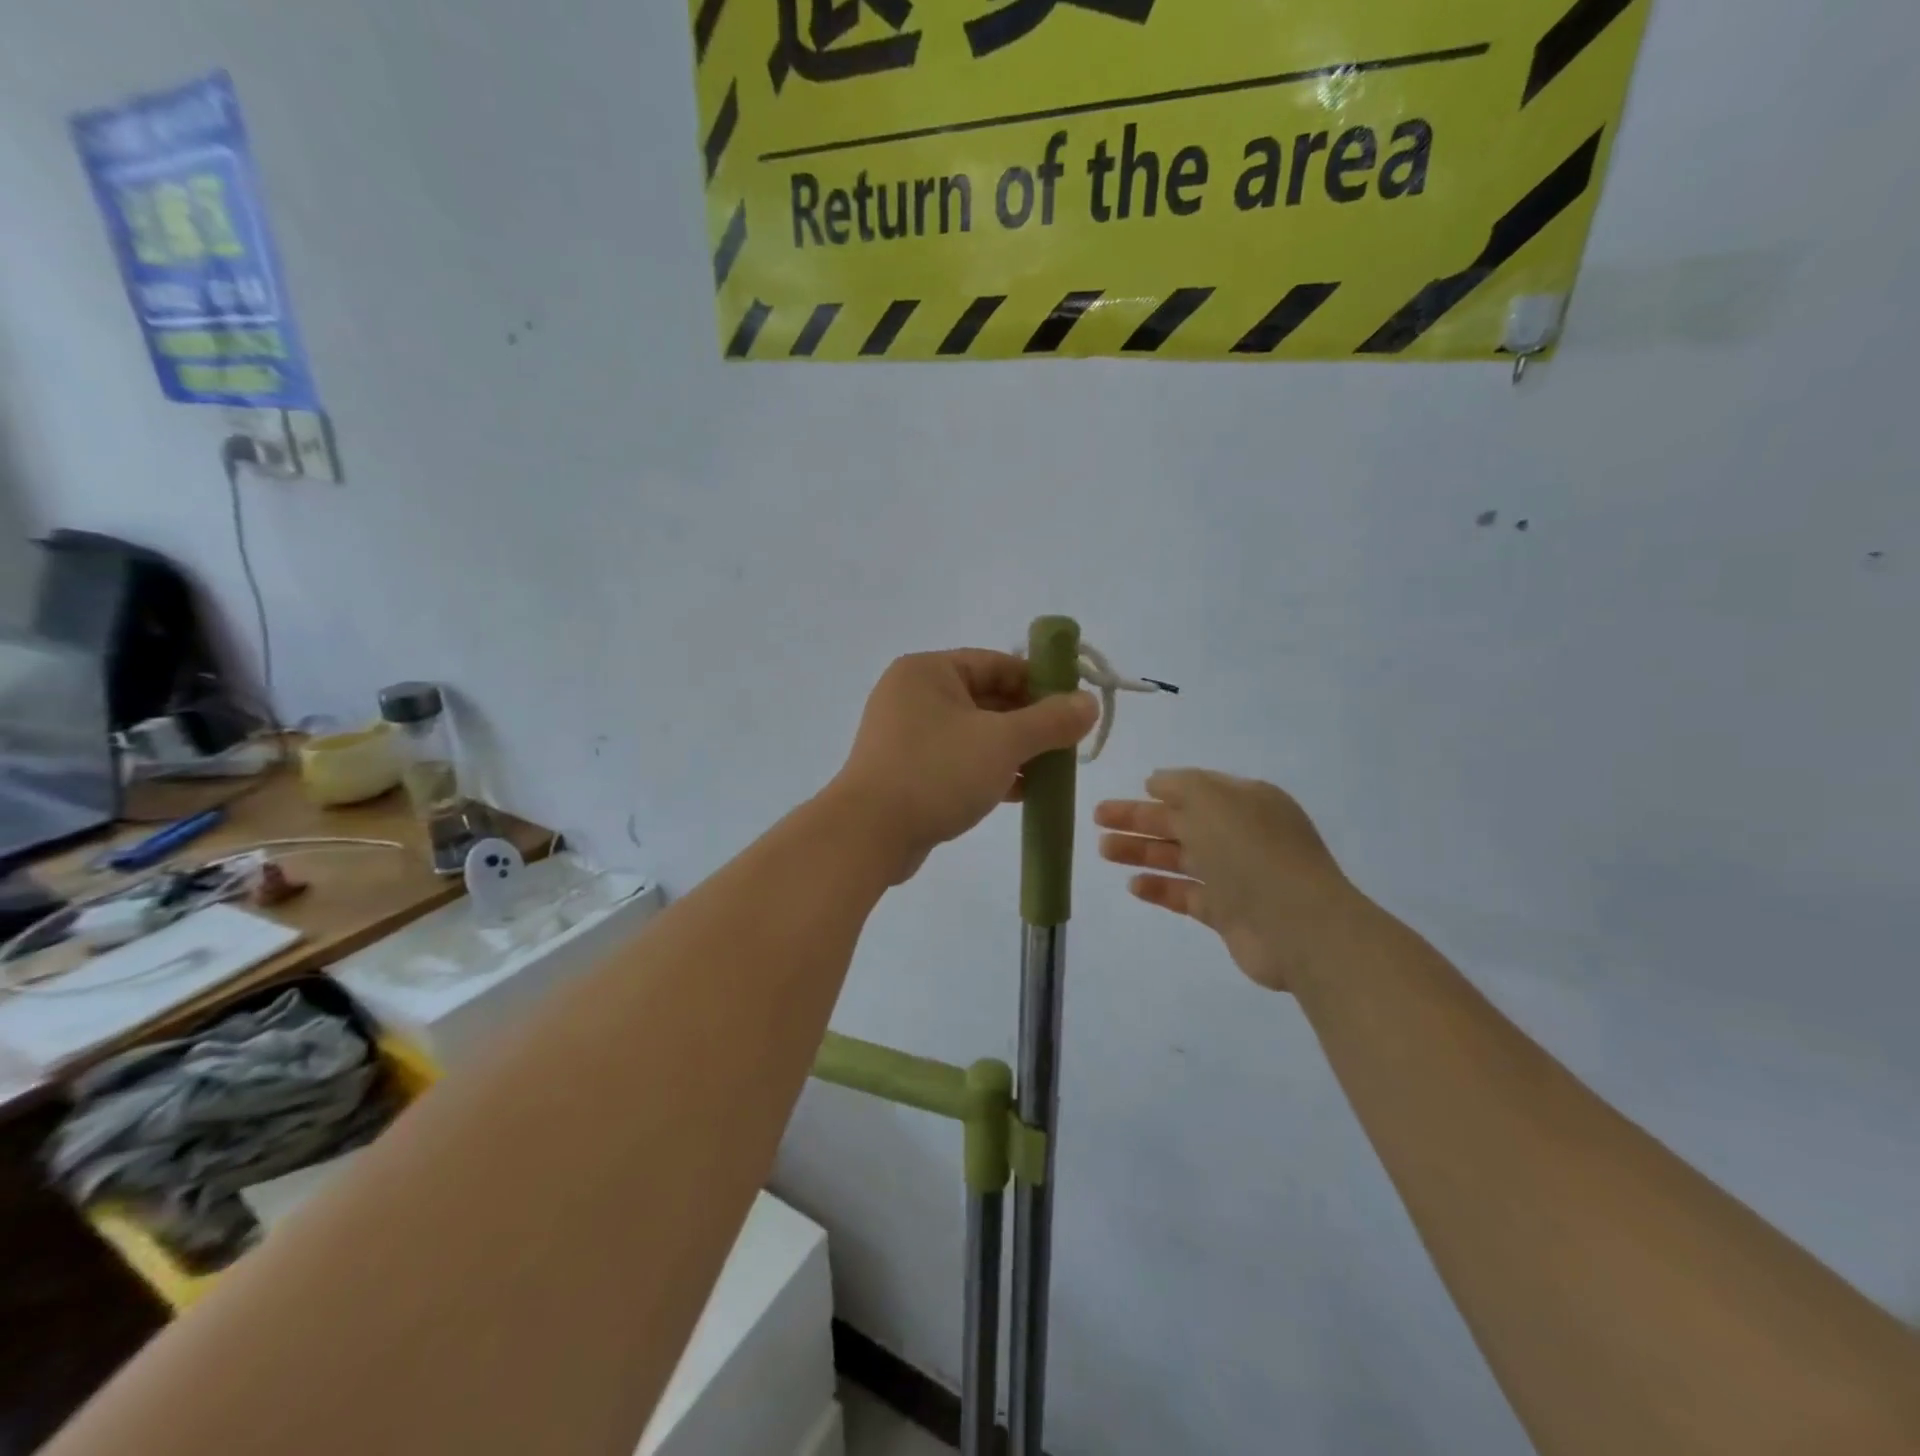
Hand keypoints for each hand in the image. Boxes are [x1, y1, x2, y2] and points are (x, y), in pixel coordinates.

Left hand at [831, 650, 1097, 883]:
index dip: (1040, 682)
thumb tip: (1090, 703)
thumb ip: (1050, 720)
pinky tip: (1022, 792)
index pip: (997, 664)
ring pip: (974, 734)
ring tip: (1052, 770)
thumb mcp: (1003, 742)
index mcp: (928, 672)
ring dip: (1013, 750)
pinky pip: (957, 761)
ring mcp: (906, 736)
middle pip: (986, 699)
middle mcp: (913, 696)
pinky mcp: (906, 772)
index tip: (1075, 706)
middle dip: (1029, 722)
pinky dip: (989, 771)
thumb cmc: (937, 772)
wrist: (869, 835)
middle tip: (1068, 743)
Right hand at [1095, 770, 1363, 991]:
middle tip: (1097, 819)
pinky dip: (1161, 889)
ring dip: (1142, 852)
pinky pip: (1187, 895)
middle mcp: (1241, 835)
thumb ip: (1180, 785)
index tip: (1130, 791)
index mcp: (1246, 802)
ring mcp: (1236, 876)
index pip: (1197, 790)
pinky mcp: (1228, 913)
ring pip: (1179, 858)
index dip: (1161, 790)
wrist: (1297, 925)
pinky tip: (1133, 885)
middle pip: (1181, 823)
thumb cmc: (1252, 851)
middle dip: (1139, 820)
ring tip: (1103, 850)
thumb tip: (1156, 782)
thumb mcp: (1213, 799)